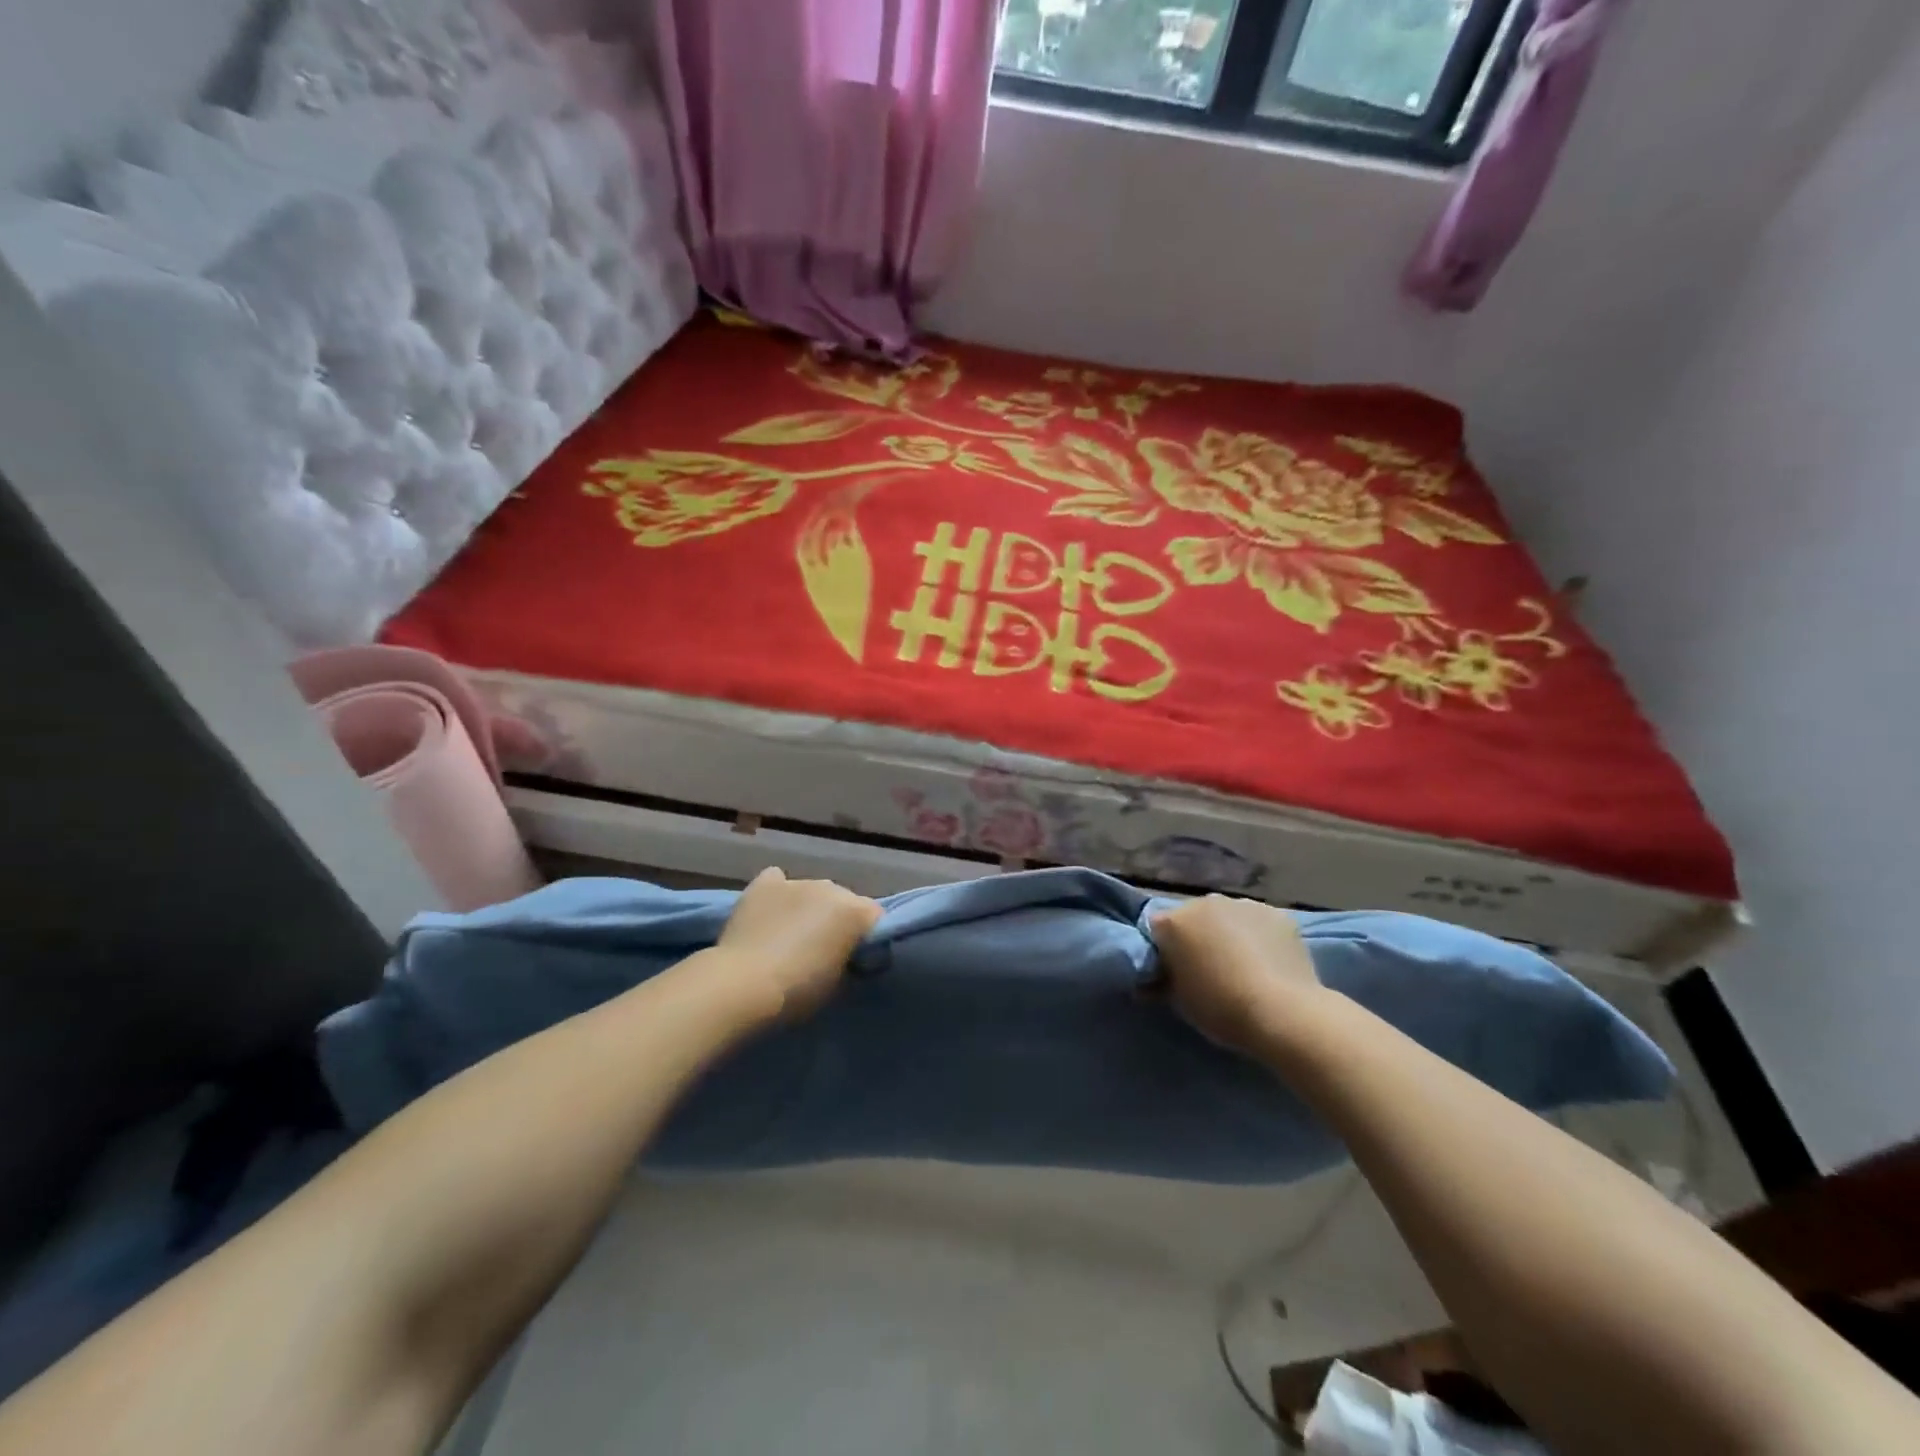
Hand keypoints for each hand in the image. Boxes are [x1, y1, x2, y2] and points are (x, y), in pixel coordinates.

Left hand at [713, 867, 882, 1022]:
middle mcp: (830, 887)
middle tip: (823, 951)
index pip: (876, 919)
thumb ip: (849, 959)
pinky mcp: (763, 885)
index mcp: (855, 911)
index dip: (868, 941)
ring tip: (791, 935)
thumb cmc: (798, 992)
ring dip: (810, 908)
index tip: (857, 962)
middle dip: (839, 921)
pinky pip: (777, 880)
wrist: (742, 985)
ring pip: (813, 891)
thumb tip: (846, 954)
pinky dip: (778, 893)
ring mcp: (796, 882)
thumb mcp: (839, 982)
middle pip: (844, 901)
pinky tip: (771, 911)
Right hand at [1150, 895, 1321, 1055]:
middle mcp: (1205, 902)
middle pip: (1193, 917)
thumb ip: (1162, 983)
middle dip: (1196, 937)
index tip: (1172, 972)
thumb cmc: (1221, 1008)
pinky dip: (1258, 936)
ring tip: (1242, 966)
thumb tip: (1150, 982)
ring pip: (1227, 917)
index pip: (1156, 929)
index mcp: (1174, 921)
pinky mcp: (1277, 913)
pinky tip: (1268, 962)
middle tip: (1208, 969)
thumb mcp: (1180, 1002)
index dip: (1163, 950)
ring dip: (1228, 933)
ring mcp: (1243, 904)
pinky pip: (1258, 923)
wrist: (1284, 1012)